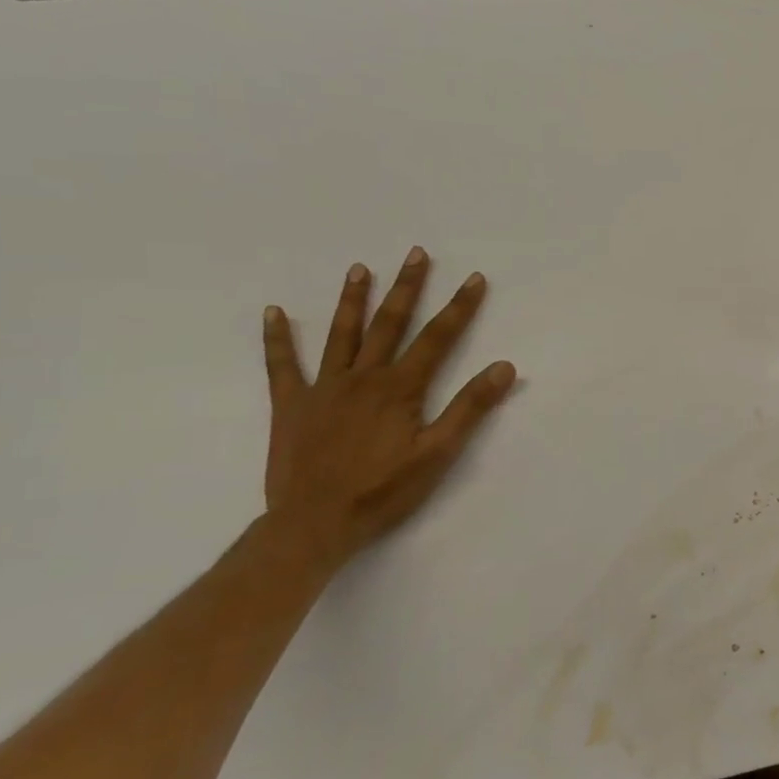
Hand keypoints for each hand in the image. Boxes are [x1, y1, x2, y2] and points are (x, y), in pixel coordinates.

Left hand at [260, 247, 516, 568]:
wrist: (313, 524)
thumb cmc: (384, 491)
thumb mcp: (439, 453)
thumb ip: (470, 407)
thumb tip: (504, 366)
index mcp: (400, 388)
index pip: (438, 338)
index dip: (459, 307)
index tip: (474, 278)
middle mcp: (363, 377)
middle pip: (389, 324)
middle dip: (407, 287)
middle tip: (416, 254)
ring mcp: (323, 388)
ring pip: (341, 334)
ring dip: (353, 299)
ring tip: (360, 268)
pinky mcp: (291, 405)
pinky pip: (282, 365)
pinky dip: (277, 338)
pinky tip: (274, 312)